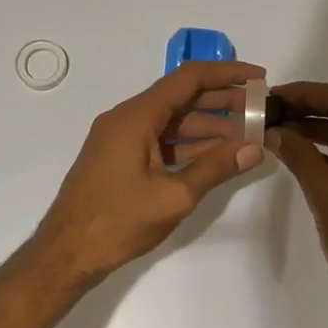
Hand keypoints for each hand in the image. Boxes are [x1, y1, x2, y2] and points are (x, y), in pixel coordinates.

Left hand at [31, 61, 267, 288]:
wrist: (66, 253)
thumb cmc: (117, 221)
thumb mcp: (173, 196)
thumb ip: (215, 168)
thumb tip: (254, 148)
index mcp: (136, 116)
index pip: (188, 79)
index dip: (227, 73)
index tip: (259, 78)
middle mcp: (128, 118)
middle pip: (182, 98)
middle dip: (223, 101)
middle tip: (261, 110)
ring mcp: (122, 139)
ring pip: (173, 122)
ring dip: (209, 126)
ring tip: (248, 135)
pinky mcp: (121, 159)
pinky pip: (162, 141)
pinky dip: (190, 145)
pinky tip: (218, 156)